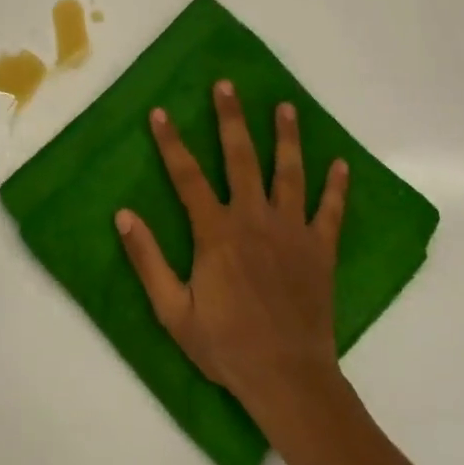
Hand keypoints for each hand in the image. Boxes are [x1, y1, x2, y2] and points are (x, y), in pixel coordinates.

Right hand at [116, 80, 348, 410]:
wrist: (288, 379)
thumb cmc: (225, 345)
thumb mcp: (172, 310)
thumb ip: (147, 260)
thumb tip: (123, 215)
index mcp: (216, 233)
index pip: (188, 176)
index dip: (172, 142)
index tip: (161, 112)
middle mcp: (254, 220)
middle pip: (241, 158)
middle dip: (231, 119)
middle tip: (226, 85)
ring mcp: (292, 232)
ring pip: (289, 173)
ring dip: (287, 137)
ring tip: (285, 106)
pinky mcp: (320, 250)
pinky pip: (331, 211)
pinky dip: (337, 187)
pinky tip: (340, 163)